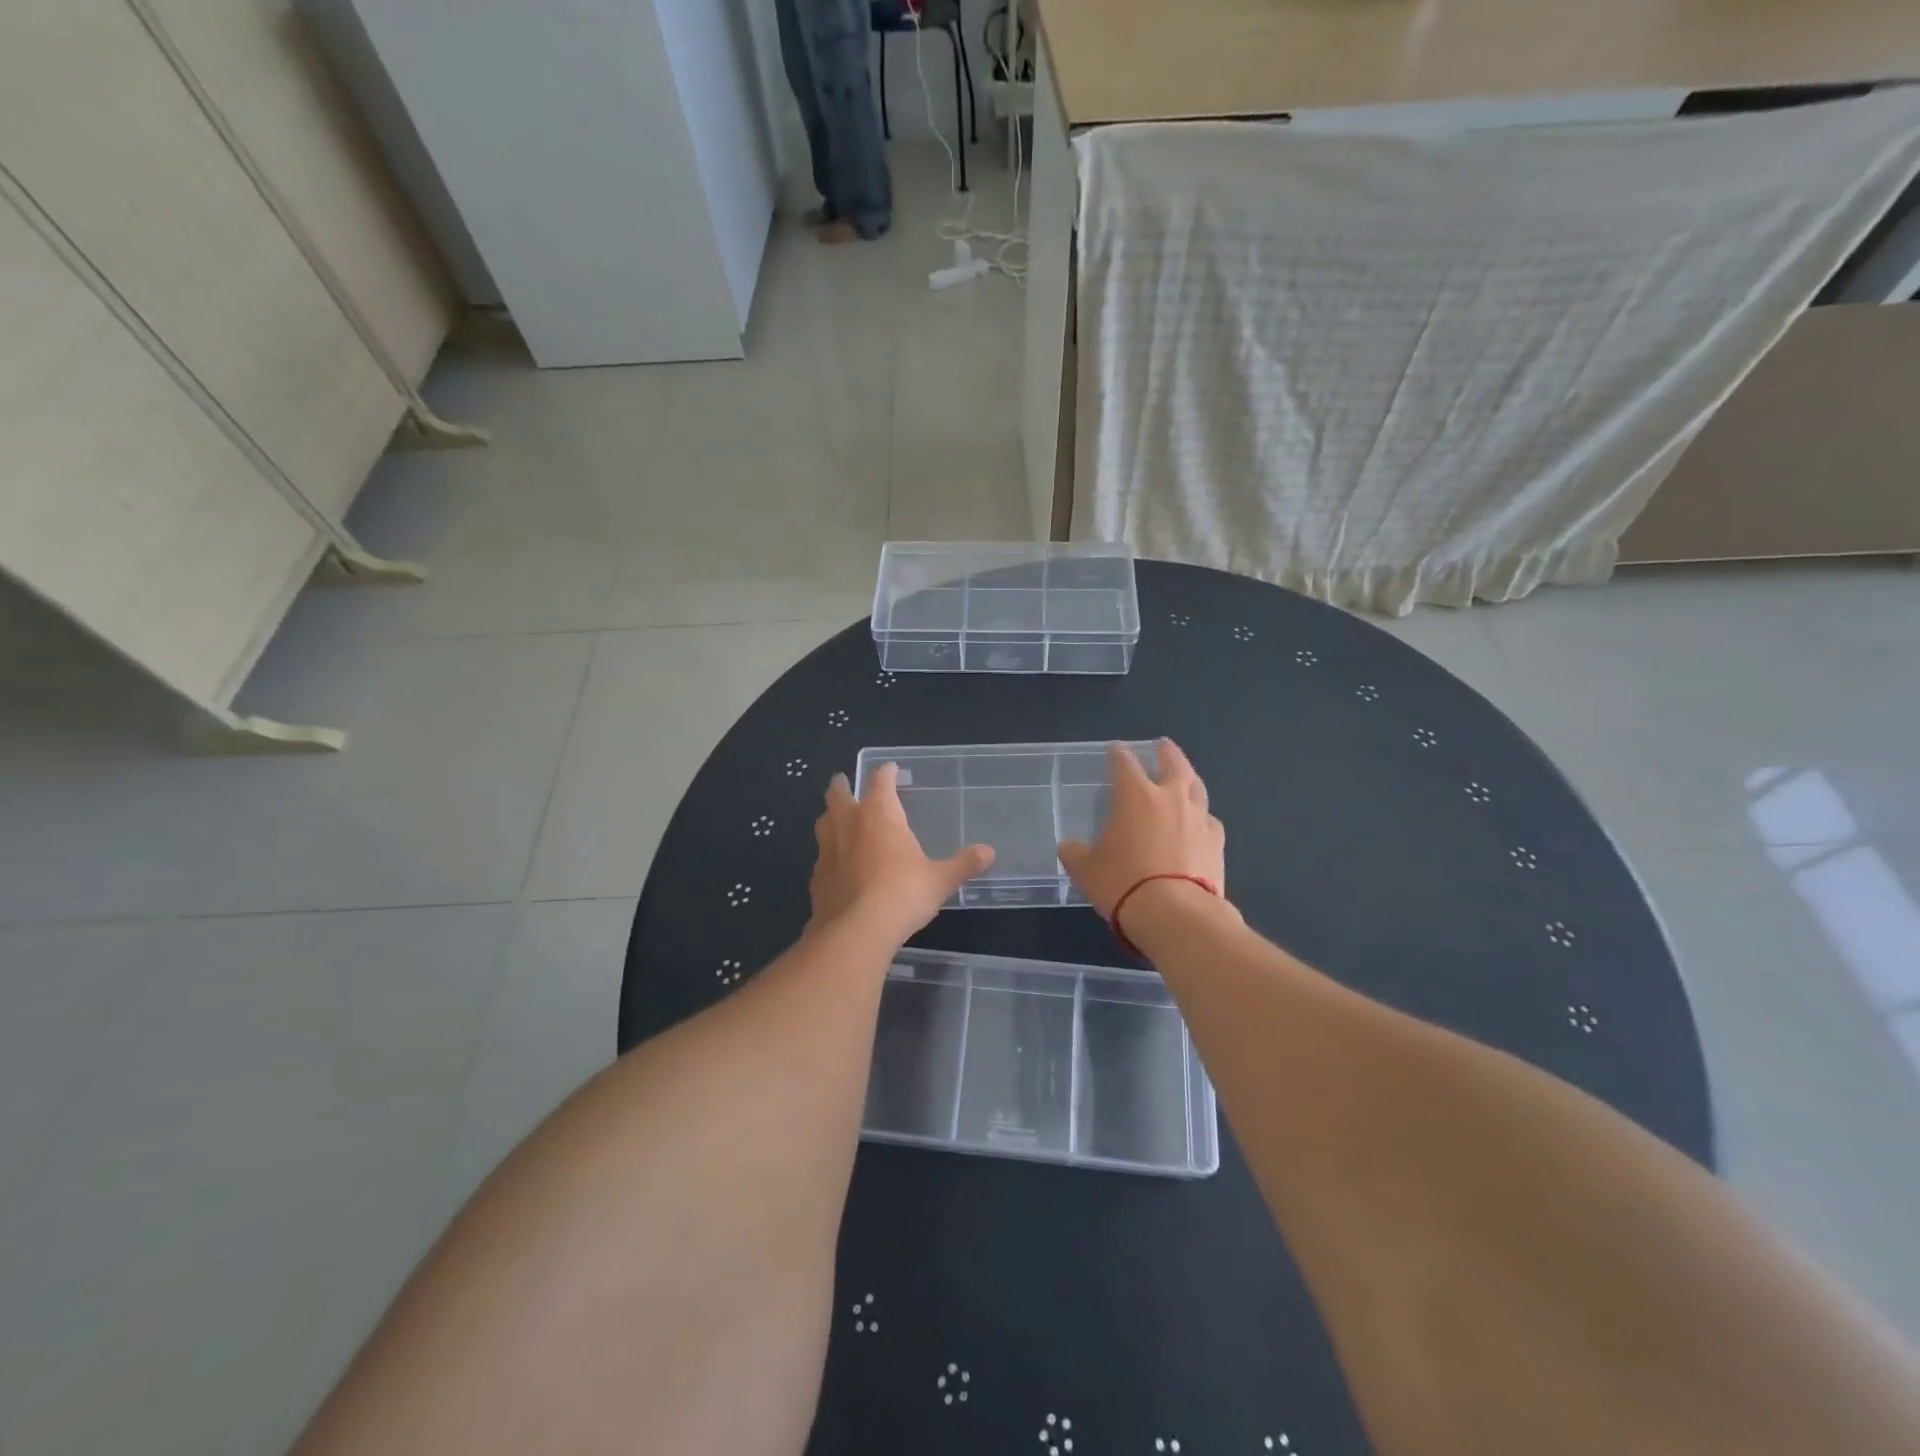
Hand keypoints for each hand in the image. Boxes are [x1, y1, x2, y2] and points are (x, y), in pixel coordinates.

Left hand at [809, 764, 994, 942]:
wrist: (856, 932)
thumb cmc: (903, 894)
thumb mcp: (940, 880)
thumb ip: (963, 864)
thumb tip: (989, 852)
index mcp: (880, 814)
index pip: (880, 781)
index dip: (886, 772)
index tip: (890, 769)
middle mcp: (849, 824)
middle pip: (839, 794)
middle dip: (842, 785)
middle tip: (844, 781)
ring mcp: (827, 850)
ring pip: (823, 821)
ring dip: (830, 816)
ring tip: (837, 819)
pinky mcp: (816, 877)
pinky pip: (821, 856)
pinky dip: (828, 853)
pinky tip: (836, 864)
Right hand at [1057, 740, 1226, 928]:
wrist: (1175, 914)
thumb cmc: (1123, 883)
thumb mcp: (1086, 870)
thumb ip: (1076, 853)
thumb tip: (1068, 847)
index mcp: (1135, 796)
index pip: (1124, 763)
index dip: (1117, 754)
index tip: (1114, 750)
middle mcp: (1170, 798)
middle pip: (1172, 764)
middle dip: (1165, 752)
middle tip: (1162, 745)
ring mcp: (1198, 819)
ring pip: (1196, 787)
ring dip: (1188, 778)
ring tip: (1184, 777)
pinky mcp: (1217, 843)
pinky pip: (1209, 821)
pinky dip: (1202, 817)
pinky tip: (1199, 824)